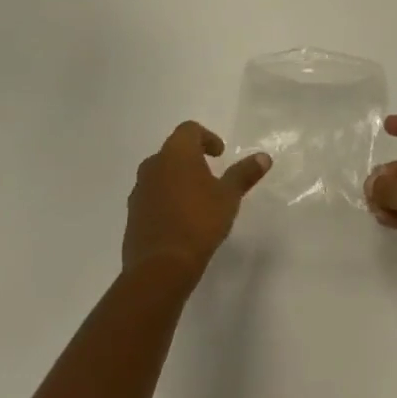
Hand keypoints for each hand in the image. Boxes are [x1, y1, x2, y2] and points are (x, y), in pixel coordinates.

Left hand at [123, 122, 270, 288]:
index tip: (220, 154)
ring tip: (196, 199)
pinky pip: (151, 197)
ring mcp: (139, 191)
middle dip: (191, 159)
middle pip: (173, 150)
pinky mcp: (132, 215)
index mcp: (176, 153)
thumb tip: (264, 157)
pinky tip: (180, 220)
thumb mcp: (228, 197)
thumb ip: (244, 174)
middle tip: (210, 175)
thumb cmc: (199, 222)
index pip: (189, 129)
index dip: (207, 137)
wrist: (159, 268)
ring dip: (177, 179)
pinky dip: (166, 200)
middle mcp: (153, 165)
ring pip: (160, 174)